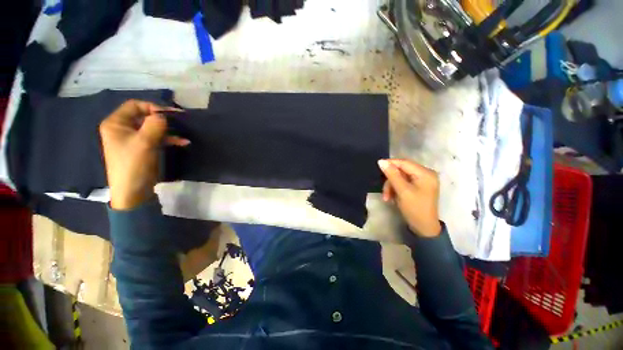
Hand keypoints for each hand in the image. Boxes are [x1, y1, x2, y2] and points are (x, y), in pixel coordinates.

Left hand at [99, 100, 188, 209]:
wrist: (134, 191)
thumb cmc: (134, 164)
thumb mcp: (144, 142)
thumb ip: (155, 125)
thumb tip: (164, 115)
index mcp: (116, 123)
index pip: (134, 105)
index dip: (152, 107)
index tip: (170, 114)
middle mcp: (123, 128)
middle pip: (144, 116)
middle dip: (163, 120)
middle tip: (180, 121)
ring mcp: (133, 139)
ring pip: (153, 128)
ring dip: (169, 131)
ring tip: (184, 134)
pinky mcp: (143, 148)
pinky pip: (157, 138)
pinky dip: (169, 140)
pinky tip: (183, 143)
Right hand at [378, 159, 441, 236]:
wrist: (424, 228)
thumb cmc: (415, 209)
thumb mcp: (402, 191)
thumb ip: (392, 175)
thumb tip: (381, 161)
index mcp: (425, 173)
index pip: (404, 163)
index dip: (391, 163)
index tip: (378, 166)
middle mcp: (425, 174)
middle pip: (401, 171)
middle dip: (391, 181)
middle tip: (384, 192)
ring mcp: (422, 181)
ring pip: (400, 178)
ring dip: (391, 187)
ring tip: (387, 198)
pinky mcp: (418, 187)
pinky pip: (402, 183)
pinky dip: (395, 189)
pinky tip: (392, 198)